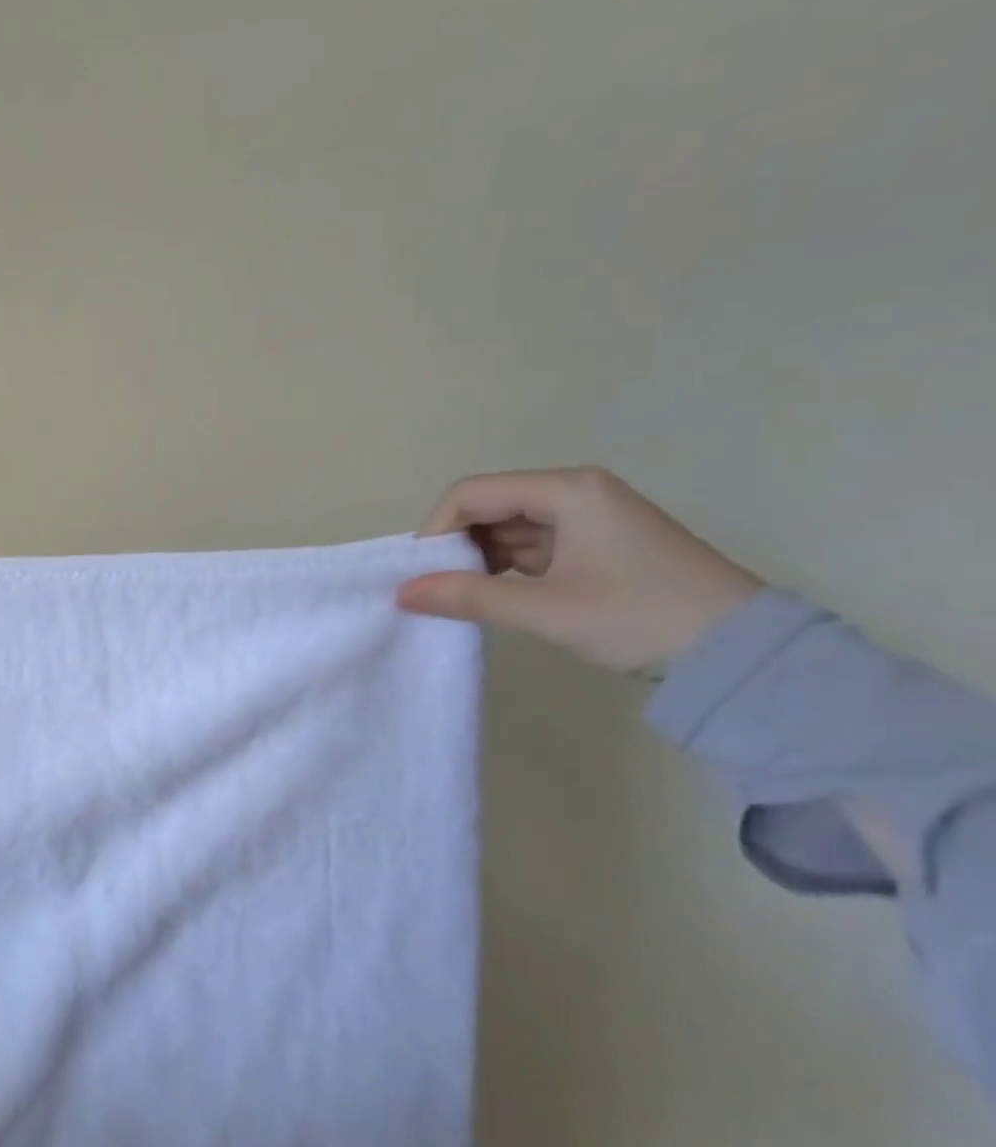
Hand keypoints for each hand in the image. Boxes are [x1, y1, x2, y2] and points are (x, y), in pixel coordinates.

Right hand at [396, 467, 763, 672]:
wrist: (744, 655)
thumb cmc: (641, 618)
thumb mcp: (547, 610)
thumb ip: (469, 597)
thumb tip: (402, 593)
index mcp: (568, 490)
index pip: (472, 493)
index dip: (437, 529)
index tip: (423, 573)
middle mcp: (576, 493)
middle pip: (490, 506)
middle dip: (457, 545)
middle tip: (439, 589)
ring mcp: (590, 519)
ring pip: (509, 528)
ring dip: (480, 559)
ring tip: (464, 598)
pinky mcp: (598, 546)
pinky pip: (533, 546)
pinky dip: (507, 568)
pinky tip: (496, 596)